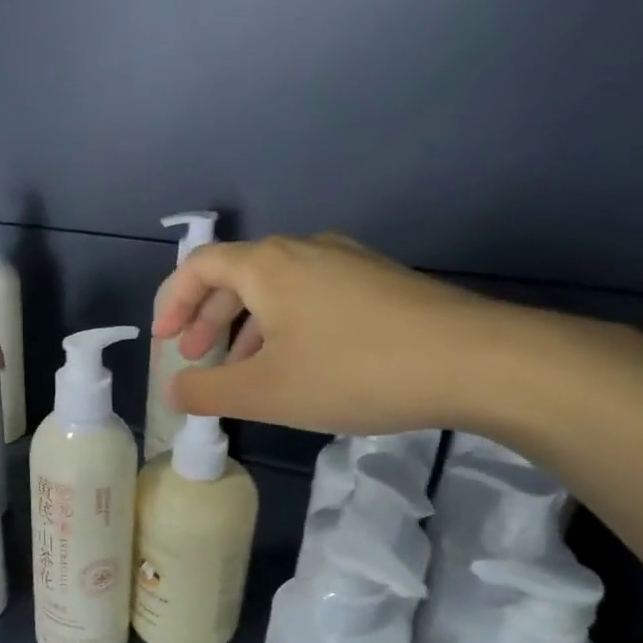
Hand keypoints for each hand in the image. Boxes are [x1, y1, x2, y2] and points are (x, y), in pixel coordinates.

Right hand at [152, 234, 520, 435]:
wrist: (478, 361)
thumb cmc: (353, 371)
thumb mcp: (265, 392)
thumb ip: (206, 392)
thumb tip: (173, 392)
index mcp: (267, 265)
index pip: (198, 266)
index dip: (172, 302)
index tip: (164, 341)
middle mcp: (304, 250)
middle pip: (236, 274)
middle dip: (206, 317)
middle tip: (194, 357)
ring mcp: (348, 262)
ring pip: (276, 287)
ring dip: (245, 325)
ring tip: (241, 368)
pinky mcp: (380, 283)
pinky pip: (312, 295)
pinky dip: (285, 324)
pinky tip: (298, 363)